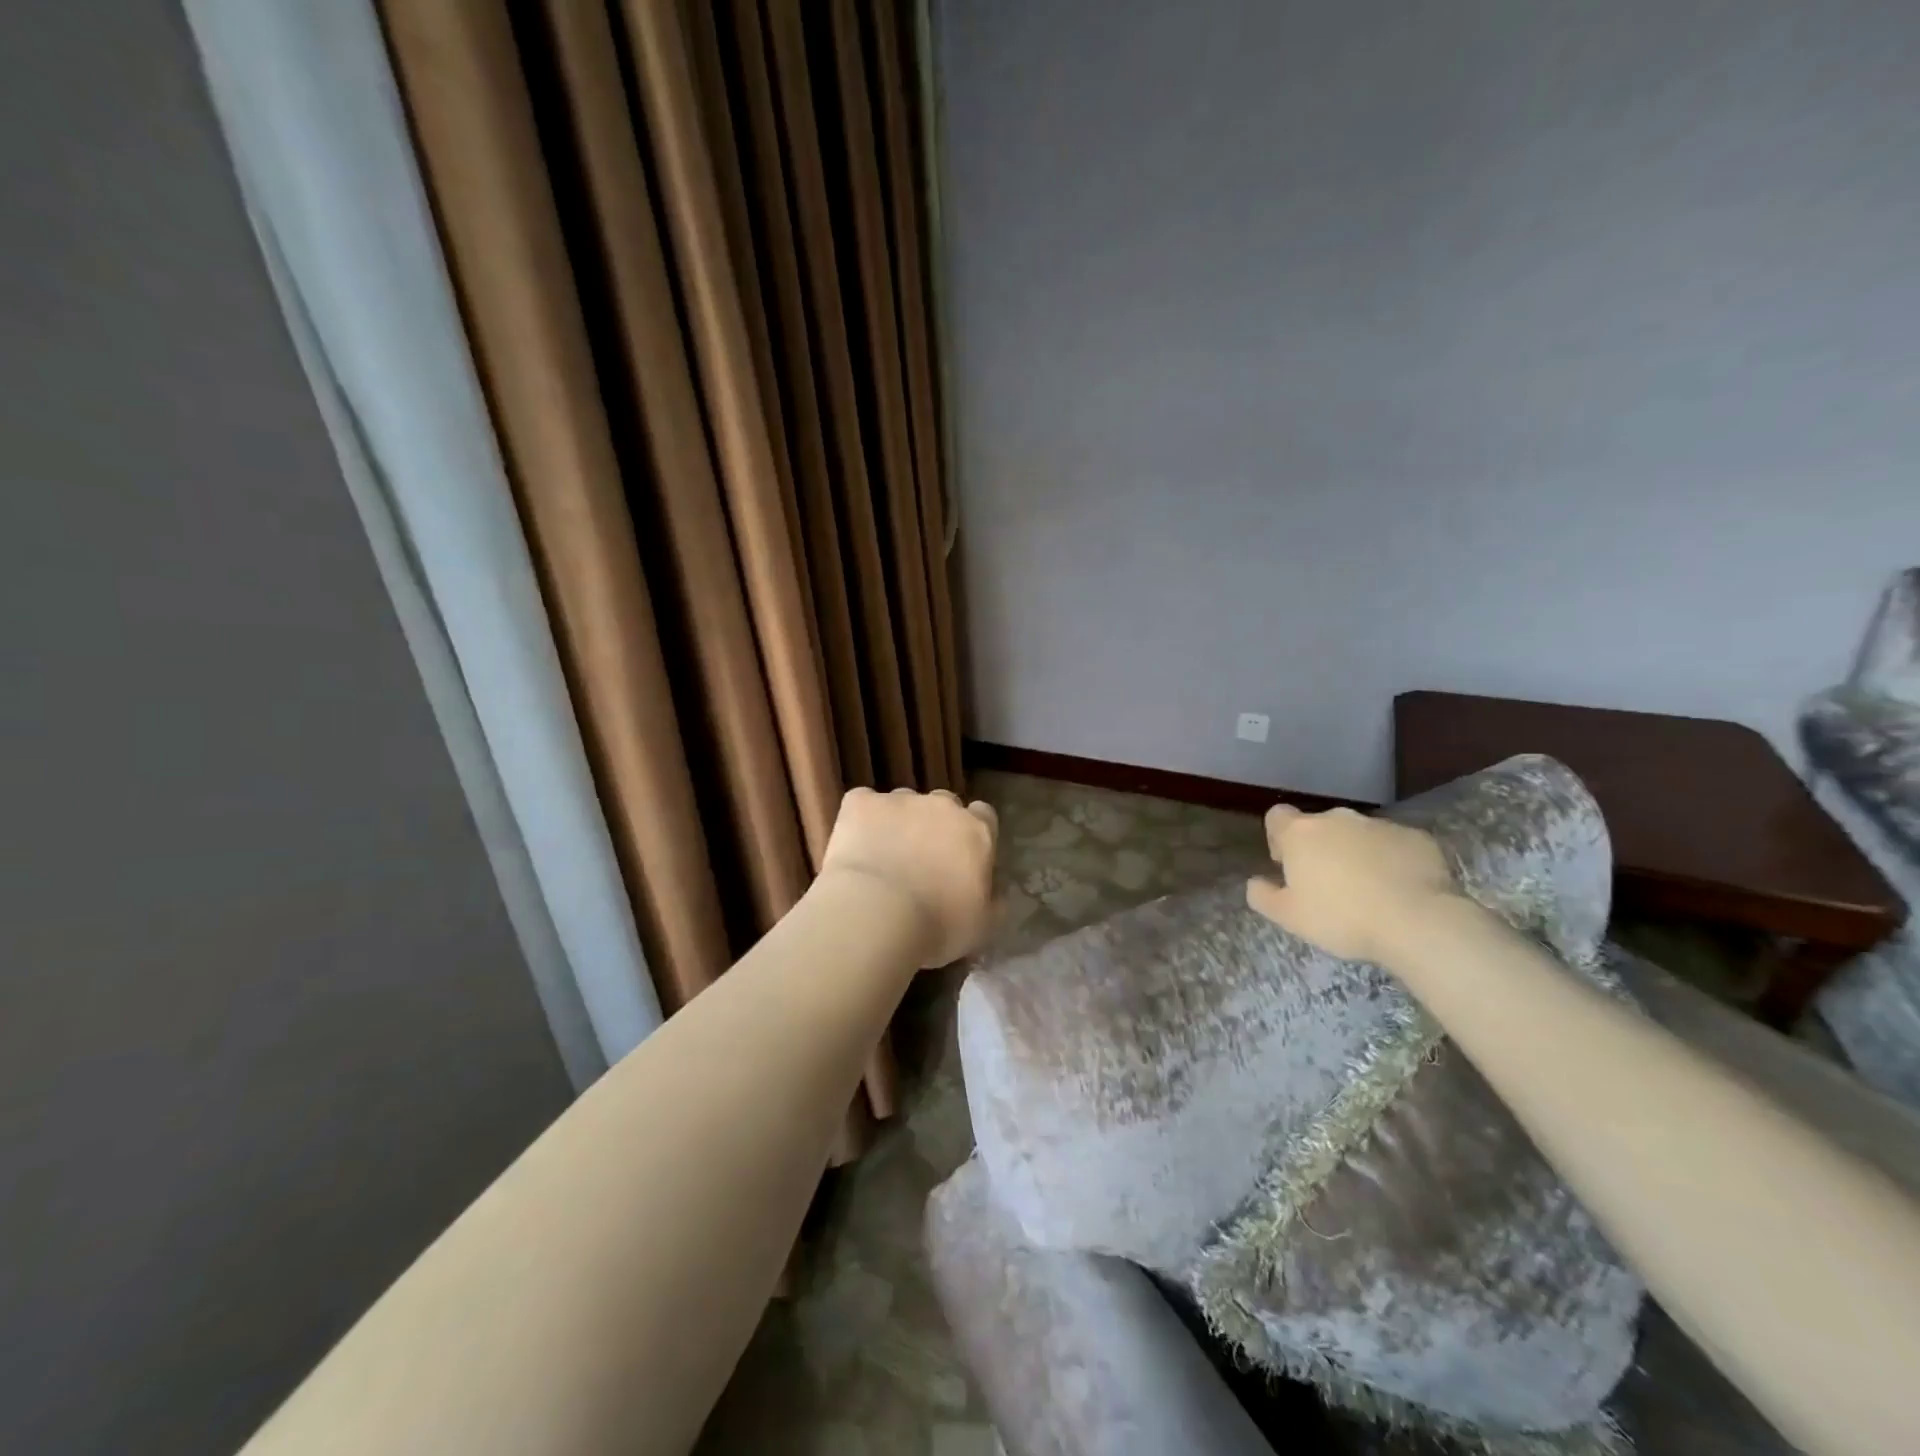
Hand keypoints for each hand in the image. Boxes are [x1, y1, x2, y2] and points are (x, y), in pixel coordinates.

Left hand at [819, 787, 998, 967]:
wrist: (875, 913)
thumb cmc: (937, 926)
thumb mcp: (982, 924)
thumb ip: (991, 898)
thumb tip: (992, 889)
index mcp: (977, 832)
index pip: (984, 816)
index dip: (972, 834)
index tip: (961, 858)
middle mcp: (942, 806)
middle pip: (944, 804)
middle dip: (935, 825)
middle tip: (920, 861)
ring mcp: (900, 800)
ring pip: (903, 802)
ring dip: (898, 822)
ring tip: (882, 857)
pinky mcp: (860, 802)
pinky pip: (863, 802)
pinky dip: (860, 820)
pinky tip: (855, 845)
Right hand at [1245, 805, 1456, 965]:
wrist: (1417, 921)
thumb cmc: (1341, 917)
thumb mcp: (1289, 917)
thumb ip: (1263, 896)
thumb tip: (1255, 882)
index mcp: (1301, 833)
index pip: (1277, 816)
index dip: (1278, 837)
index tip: (1287, 865)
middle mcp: (1338, 819)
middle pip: (1319, 825)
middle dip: (1320, 848)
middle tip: (1328, 885)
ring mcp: (1380, 825)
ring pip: (1358, 834)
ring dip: (1356, 853)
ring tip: (1368, 890)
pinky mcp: (1417, 838)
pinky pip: (1394, 844)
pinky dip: (1392, 860)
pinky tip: (1399, 889)